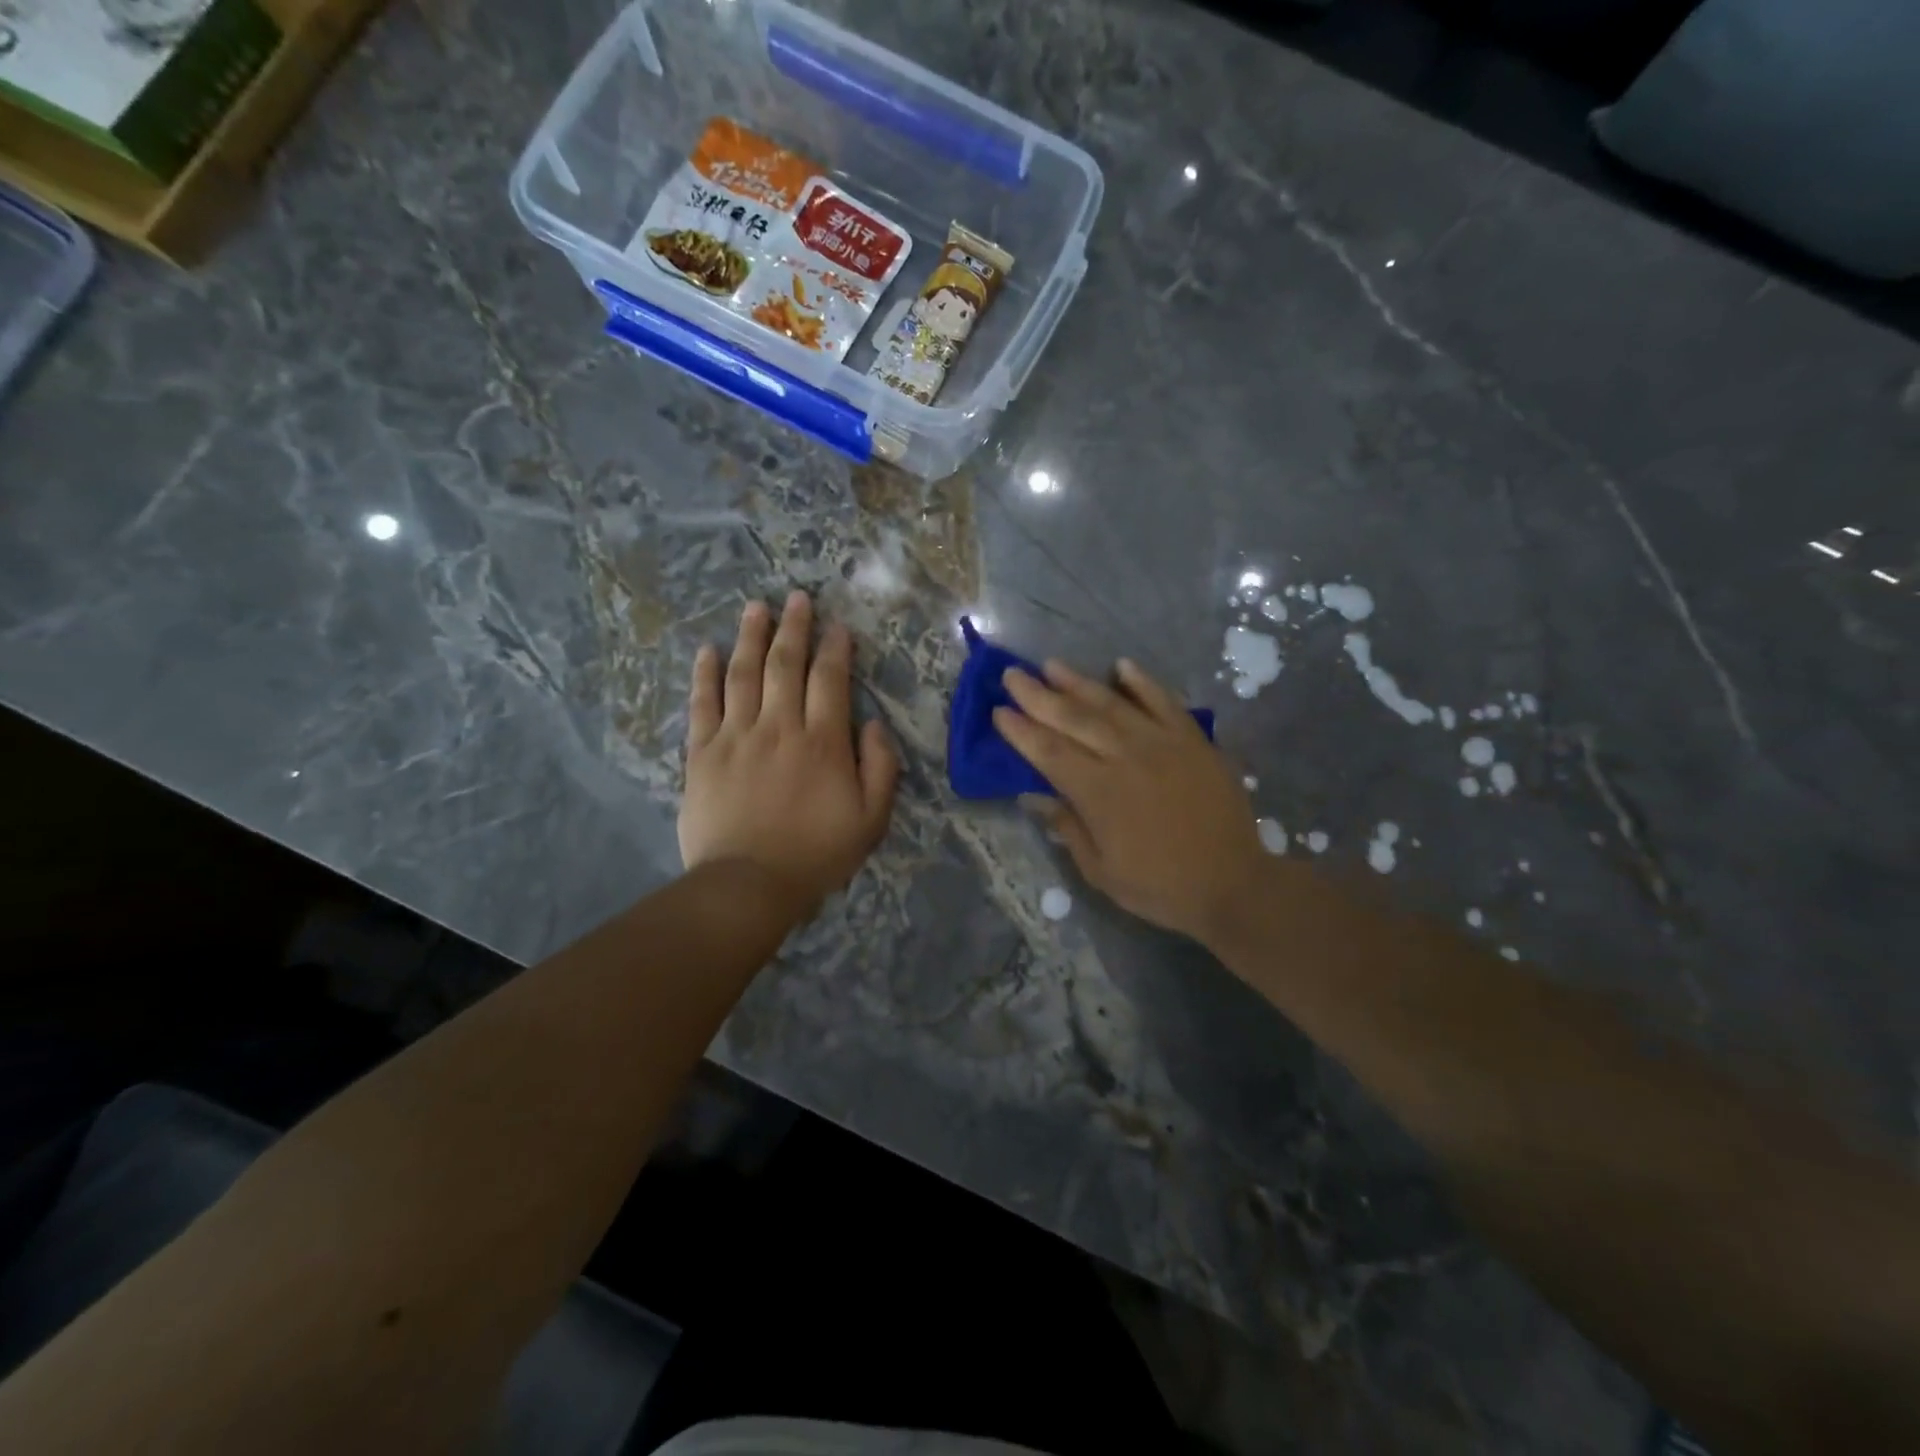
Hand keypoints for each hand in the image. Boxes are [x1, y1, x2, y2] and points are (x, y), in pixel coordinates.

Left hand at [680, 592, 899, 912]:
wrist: (748, 884)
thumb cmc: (816, 854)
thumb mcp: (871, 819)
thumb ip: (881, 768)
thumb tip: (874, 724)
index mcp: (822, 742)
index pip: (829, 680)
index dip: (835, 649)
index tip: (838, 626)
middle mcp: (778, 727)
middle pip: (785, 665)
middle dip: (794, 628)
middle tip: (796, 598)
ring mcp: (736, 736)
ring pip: (743, 674)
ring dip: (751, 637)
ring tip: (755, 607)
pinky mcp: (702, 753)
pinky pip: (703, 704)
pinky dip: (705, 674)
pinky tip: (708, 650)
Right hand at [995, 658, 1265, 943]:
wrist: (1232, 884)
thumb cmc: (1159, 886)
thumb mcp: (1101, 870)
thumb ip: (1066, 826)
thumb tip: (1031, 795)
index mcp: (1099, 793)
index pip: (1049, 752)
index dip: (1021, 731)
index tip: (999, 711)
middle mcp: (1126, 758)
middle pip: (1074, 720)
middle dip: (1038, 696)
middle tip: (1012, 675)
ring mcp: (1163, 744)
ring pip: (1113, 704)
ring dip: (1079, 683)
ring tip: (1052, 665)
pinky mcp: (1193, 740)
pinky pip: (1164, 702)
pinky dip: (1143, 682)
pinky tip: (1122, 665)